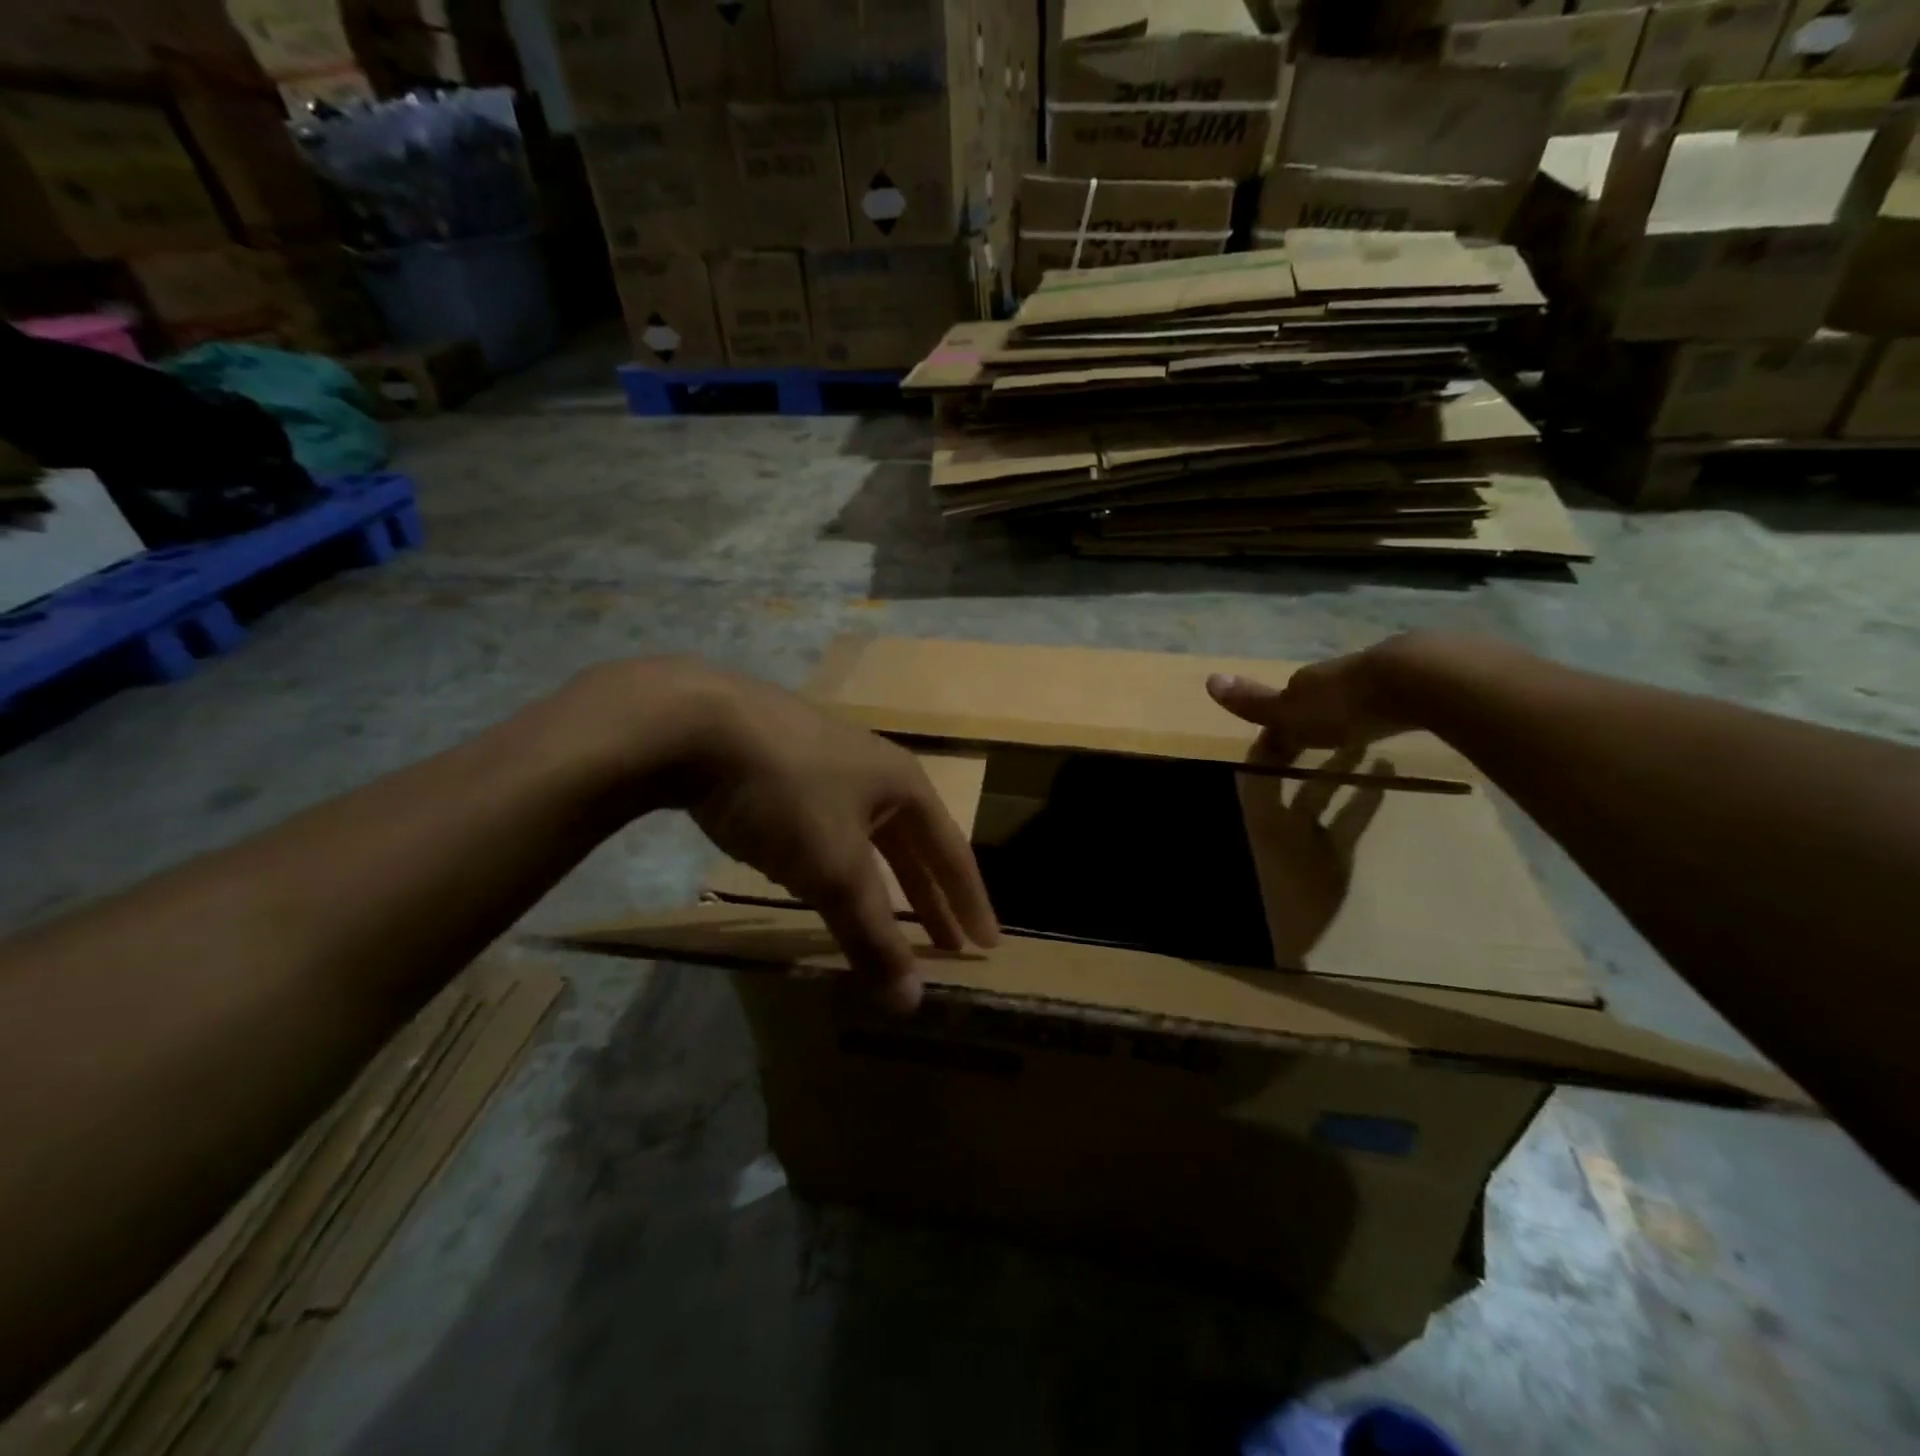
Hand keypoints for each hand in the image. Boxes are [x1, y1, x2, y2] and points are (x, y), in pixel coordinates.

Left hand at [666, 665, 998, 1012]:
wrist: (696, 723)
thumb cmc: (787, 792)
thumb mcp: (834, 869)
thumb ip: (872, 935)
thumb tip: (911, 1004)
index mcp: (903, 785)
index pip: (951, 853)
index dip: (969, 902)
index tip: (985, 944)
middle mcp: (873, 768)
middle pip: (911, 843)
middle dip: (928, 896)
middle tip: (945, 944)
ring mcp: (825, 762)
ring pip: (865, 834)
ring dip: (880, 879)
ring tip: (884, 914)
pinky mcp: (781, 764)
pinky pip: (826, 824)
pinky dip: (837, 860)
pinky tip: (820, 872)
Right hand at [1206, 643, 1407, 753]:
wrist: (1415, 679)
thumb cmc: (1343, 705)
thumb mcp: (1290, 712)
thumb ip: (1254, 702)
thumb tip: (1209, 679)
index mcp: (1305, 682)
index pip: (1283, 702)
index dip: (1279, 726)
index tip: (1281, 751)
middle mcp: (1337, 672)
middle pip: (1319, 694)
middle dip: (1316, 715)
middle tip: (1319, 741)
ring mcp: (1378, 672)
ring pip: (1356, 692)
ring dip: (1352, 711)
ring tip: (1356, 735)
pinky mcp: (1416, 678)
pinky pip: (1392, 696)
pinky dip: (1387, 709)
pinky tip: (1395, 720)